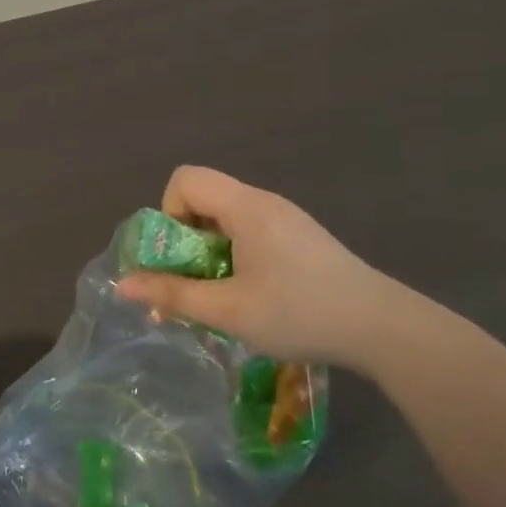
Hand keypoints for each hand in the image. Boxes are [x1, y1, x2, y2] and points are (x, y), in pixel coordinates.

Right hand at [116, 166, 434, 373]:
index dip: (169, 212)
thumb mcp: (229, 311)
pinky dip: (236, 255)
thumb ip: (173, 294)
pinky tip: (255, 295)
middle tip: (196, 283)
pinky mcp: (300, 236)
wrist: (383, 328)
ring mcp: (286, 218)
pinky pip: (250, 231)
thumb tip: (122, 285)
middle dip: (187, 239)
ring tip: (223, 296)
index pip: (185, 178)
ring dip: (211, 251)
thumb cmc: (300, 313)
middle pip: (204, 197)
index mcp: (245, 206)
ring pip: (227, 218)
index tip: (181, 255)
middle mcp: (263, 201)